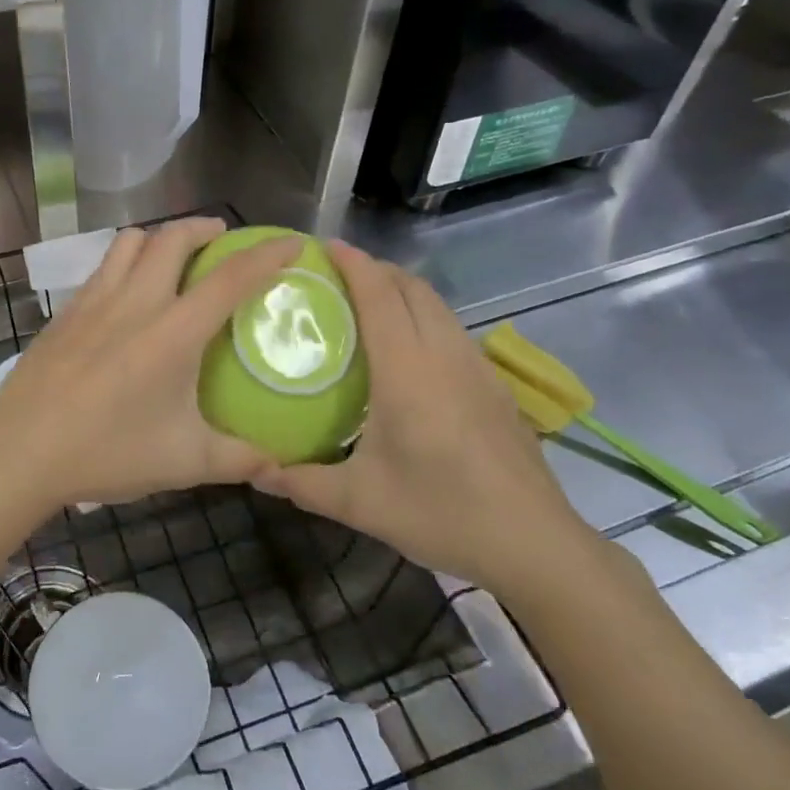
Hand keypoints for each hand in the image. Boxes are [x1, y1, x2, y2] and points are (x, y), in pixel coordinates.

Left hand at [0, 219, 301, 516]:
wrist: (20, 450)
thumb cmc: (106, 452)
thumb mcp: (183, 462)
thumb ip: (237, 459)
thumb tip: (278, 464)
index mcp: (173, 332)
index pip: (230, 278)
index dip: (266, 254)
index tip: (290, 241)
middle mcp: (135, 302)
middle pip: (173, 237)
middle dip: (204, 228)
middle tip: (222, 241)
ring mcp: (95, 301)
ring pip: (130, 241)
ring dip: (160, 237)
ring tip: (174, 257)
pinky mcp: (66, 311)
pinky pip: (103, 266)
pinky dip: (126, 261)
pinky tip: (127, 293)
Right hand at [255, 240, 597, 599]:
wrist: (535, 543)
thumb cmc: (442, 513)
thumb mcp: (361, 503)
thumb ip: (302, 482)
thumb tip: (255, 471)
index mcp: (407, 371)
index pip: (379, 296)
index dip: (353, 264)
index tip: (323, 246)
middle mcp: (443, 355)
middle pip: (411, 288)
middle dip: (375, 268)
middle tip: (335, 275)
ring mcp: (475, 367)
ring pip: (436, 305)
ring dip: (402, 289)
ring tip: (367, 302)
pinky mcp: (494, 385)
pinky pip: (451, 328)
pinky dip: (423, 315)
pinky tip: (409, 349)